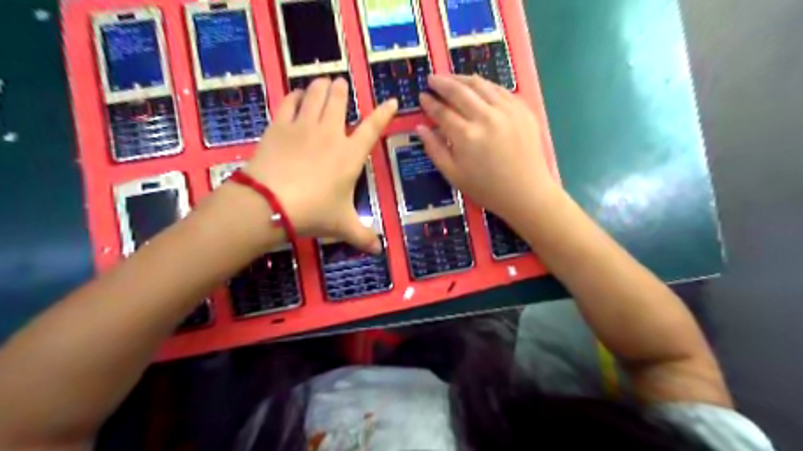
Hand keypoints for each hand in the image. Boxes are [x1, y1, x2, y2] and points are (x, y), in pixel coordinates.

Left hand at [244, 78, 394, 252]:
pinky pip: (289, 101)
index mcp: (350, 155)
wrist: (270, 203)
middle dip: (342, 90)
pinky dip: (296, 95)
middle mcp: (330, 134)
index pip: (373, 127)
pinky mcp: (279, 125)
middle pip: (339, 100)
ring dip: (321, 86)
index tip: (391, 100)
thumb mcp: (342, 225)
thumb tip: (379, 251)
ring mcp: (303, 126)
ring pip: (316, 94)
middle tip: (341, 85)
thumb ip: (363, 236)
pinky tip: (297, 95)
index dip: (384, 112)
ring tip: (323, 83)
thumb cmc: (313, 212)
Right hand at [422, 76, 559, 227]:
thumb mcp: (453, 175)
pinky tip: (478, 87)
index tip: (422, 96)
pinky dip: (485, 85)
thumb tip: (420, 127)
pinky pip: (500, 90)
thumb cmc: (486, 188)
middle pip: (459, 91)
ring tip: (452, 79)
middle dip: (442, 83)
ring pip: (481, 85)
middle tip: (432, 78)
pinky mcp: (523, 109)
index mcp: (466, 136)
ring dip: (462, 79)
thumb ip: (434, 149)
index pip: (442, 111)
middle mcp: (486, 117)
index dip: (429, 103)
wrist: (526, 192)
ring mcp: (507, 110)